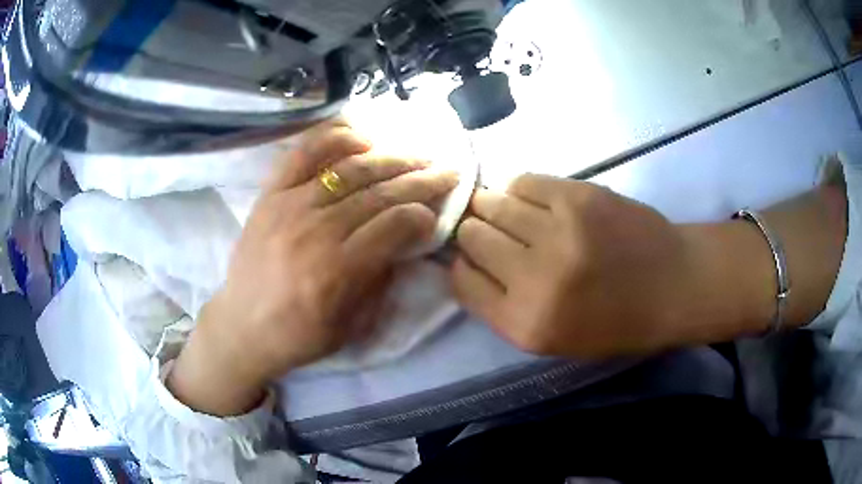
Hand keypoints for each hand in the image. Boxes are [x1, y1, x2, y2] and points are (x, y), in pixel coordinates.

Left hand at [168, 123, 457, 414]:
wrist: (242, 326)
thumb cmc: (299, 335)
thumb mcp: (352, 325)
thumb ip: (382, 279)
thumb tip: (405, 238)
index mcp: (336, 271)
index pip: (394, 225)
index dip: (423, 214)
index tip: (436, 213)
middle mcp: (314, 230)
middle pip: (379, 192)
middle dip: (420, 178)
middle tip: (446, 169)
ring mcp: (289, 205)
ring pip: (349, 169)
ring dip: (390, 157)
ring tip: (416, 154)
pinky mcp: (270, 194)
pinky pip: (304, 153)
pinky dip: (335, 138)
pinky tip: (363, 137)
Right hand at [451, 174, 701, 358]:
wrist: (674, 285)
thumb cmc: (616, 322)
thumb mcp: (553, 339)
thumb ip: (504, 307)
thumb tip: (469, 261)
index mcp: (526, 324)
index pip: (462, 282)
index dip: (461, 265)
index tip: (471, 258)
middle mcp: (535, 279)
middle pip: (473, 238)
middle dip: (472, 232)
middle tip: (486, 229)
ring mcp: (558, 232)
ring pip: (494, 204)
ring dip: (492, 205)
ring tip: (506, 210)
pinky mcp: (578, 196)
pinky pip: (524, 181)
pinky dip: (520, 189)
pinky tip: (532, 198)